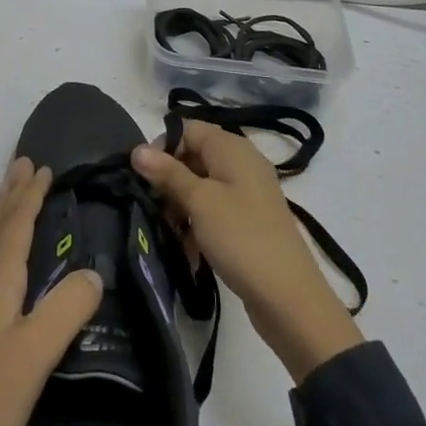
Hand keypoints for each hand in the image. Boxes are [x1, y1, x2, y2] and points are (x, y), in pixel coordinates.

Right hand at [133, 123, 363, 383]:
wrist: (288, 297)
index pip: (187, 129)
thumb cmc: (240, 237)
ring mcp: (247, 192)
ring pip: (201, 185)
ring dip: (180, 204)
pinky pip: (214, 208)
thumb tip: (137, 149)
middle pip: (193, 156)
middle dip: (169, 179)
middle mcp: (241, 163)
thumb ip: (167, 173)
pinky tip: (187, 246)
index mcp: (232, 148)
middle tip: (153, 206)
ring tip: (169, 230)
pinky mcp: (248, 220)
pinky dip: (198, 222)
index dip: (162, 146)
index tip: (144, 176)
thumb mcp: (199, 201)